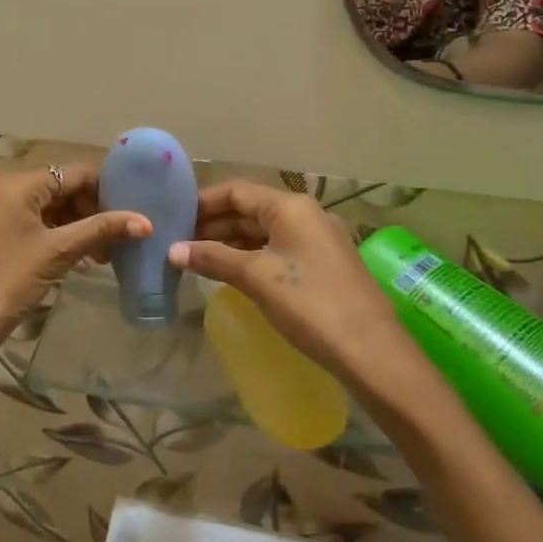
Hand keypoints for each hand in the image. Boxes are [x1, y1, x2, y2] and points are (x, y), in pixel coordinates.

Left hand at [0, 164, 149, 372]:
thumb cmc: (8, 281)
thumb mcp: (58, 252)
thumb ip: (100, 230)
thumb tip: (145, 222)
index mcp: (18, 184)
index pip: (74, 173)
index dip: (107, 190)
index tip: (134, 212)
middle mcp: (6, 190)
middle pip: (63, 189)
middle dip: (94, 212)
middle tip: (120, 240)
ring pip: (52, 209)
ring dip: (80, 227)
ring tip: (105, 255)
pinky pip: (38, 226)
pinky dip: (61, 238)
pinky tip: (82, 260)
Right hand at [168, 180, 411, 388]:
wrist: (371, 350)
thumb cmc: (309, 303)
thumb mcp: (255, 277)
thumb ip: (213, 258)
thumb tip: (171, 250)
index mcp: (289, 207)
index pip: (236, 191)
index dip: (203, 203)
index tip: (173, 219)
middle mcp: (305, 214)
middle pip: (249, 209)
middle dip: (214, 224)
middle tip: (179, 243)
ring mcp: (317, 239)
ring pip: (264, 231)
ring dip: (231, 242)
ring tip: (197, 259)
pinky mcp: (323, 264)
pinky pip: (278, 249)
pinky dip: (251, 256)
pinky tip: (231, 273)